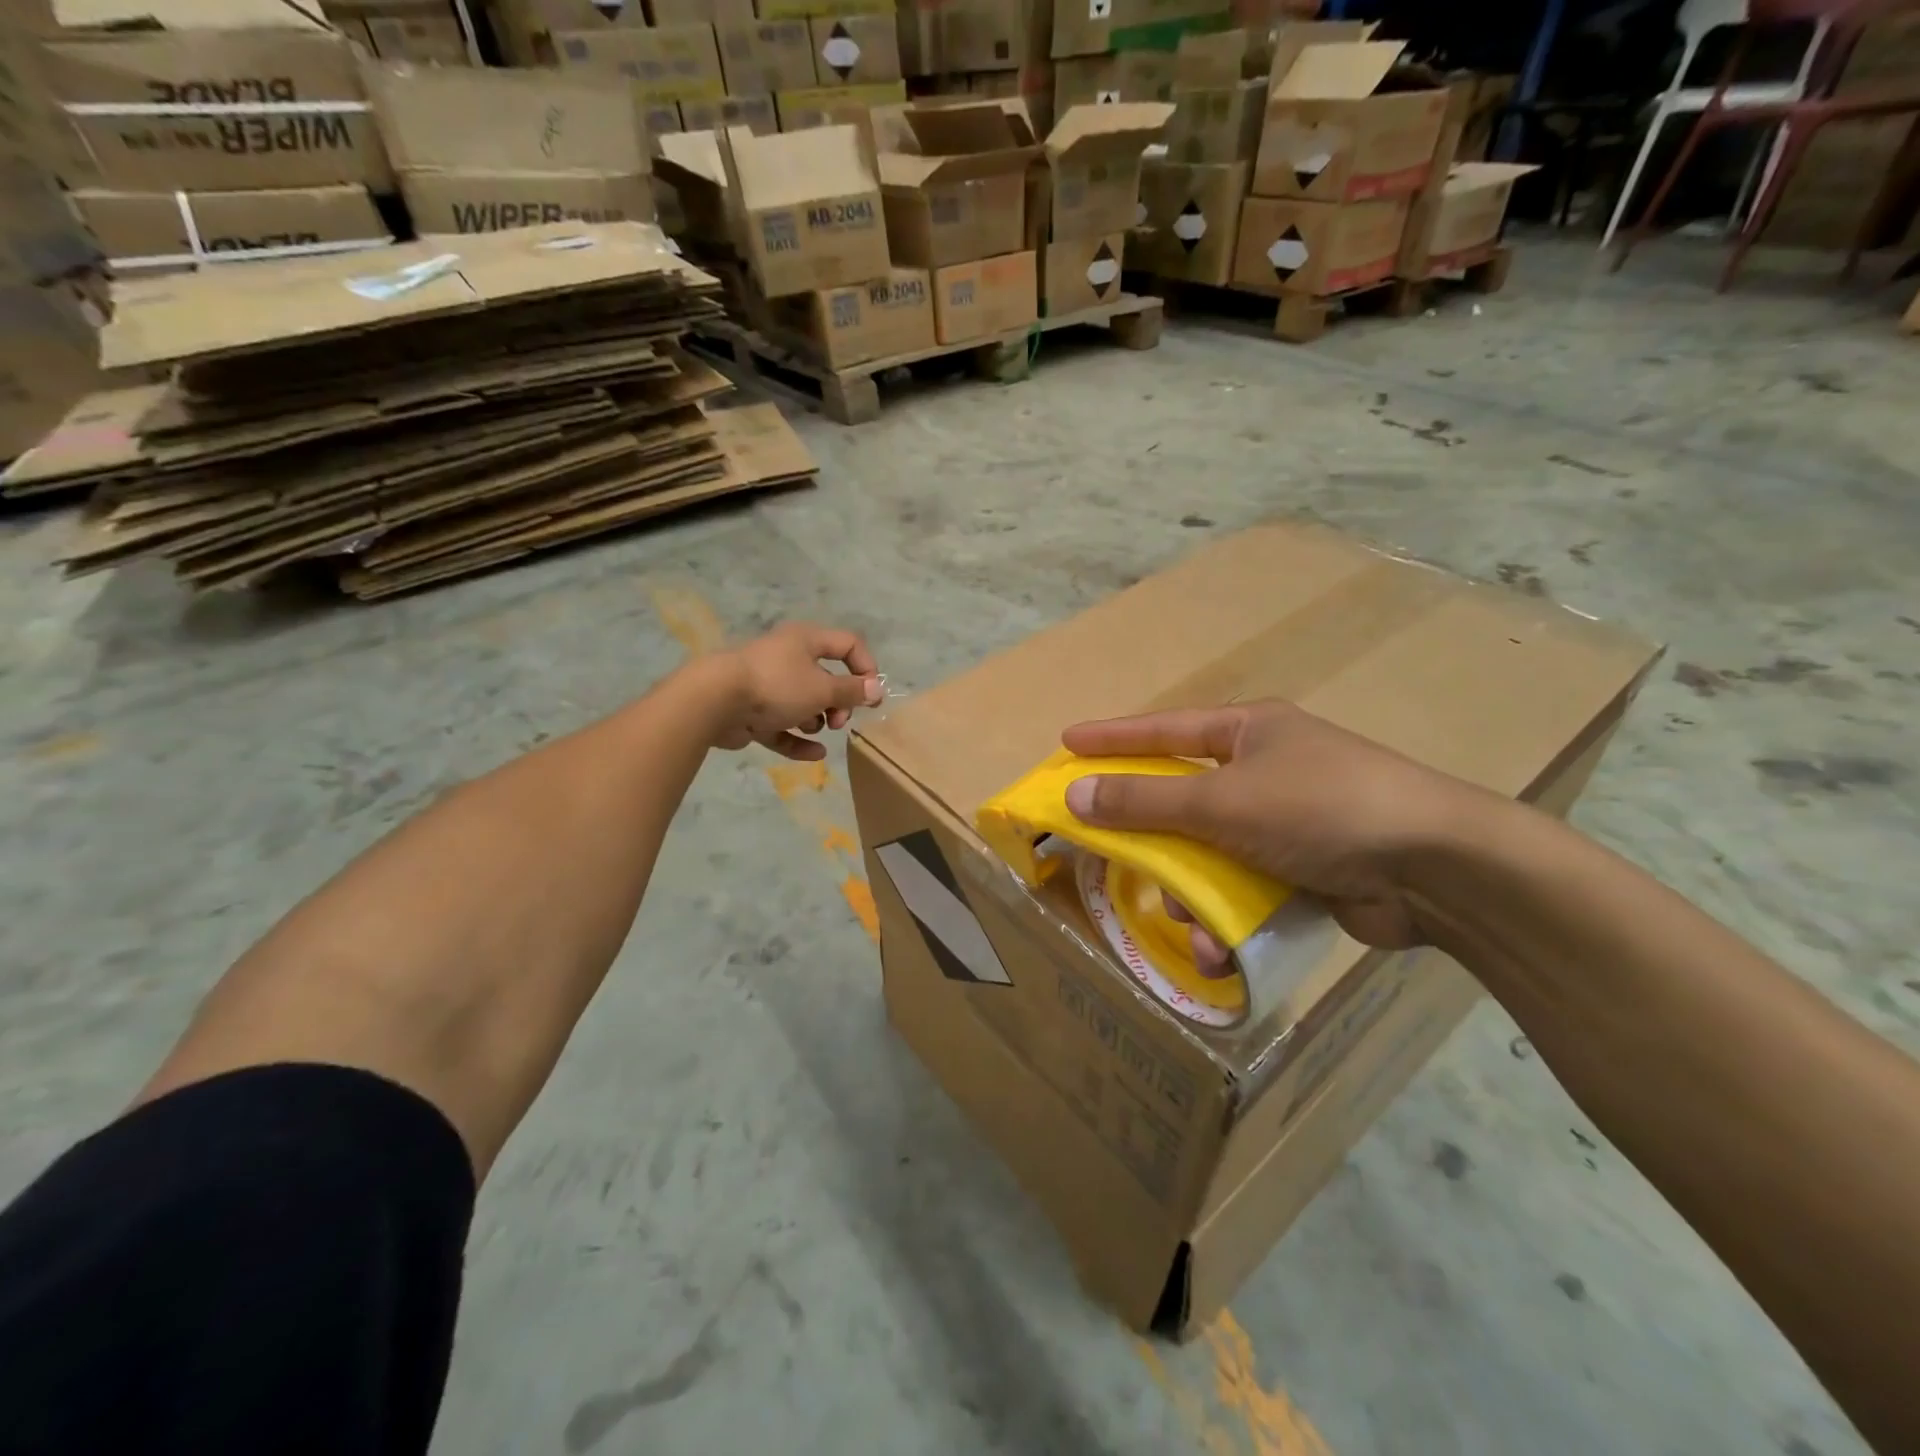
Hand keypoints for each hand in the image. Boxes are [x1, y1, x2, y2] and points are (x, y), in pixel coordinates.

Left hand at [709, 622, 882, 761]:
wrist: (715, 701)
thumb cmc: (776, 685)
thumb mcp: (822, 688)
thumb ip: (852, 691)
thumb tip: (877, 689)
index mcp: (806, 641)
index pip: (848, 644)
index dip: (866, 668)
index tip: (871, 696)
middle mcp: (788, 658)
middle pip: (827, 678)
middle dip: (839, 702)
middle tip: (839, 719)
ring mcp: (768, 687)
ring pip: (804, 704)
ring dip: (816, 720)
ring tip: (811, 727)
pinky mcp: (753, 713)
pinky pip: (783, 727)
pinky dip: (798, 740)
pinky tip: (815, 755)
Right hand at [1061, 701, 1496, 952]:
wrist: (1436, 868)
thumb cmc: (1319, 809)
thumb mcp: (1221, 801)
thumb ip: (1145, 801)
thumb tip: (1075, 794)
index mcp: (1249, 732)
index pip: (1164, 729)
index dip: (1112, 738)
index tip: (1067, 741)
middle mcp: (1266, 770)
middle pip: (1183, 798)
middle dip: (1149, 832)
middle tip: (1103, 846)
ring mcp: (1288, 822)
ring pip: (1210, 854)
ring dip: (1191, 892)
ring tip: (1186, 922)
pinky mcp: (1305, 871)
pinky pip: (1244, 890)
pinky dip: (1228, 918)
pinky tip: (1220, 948)